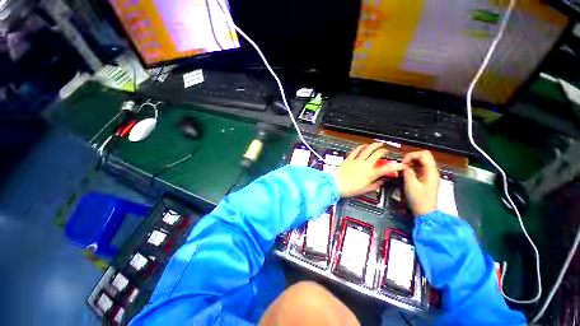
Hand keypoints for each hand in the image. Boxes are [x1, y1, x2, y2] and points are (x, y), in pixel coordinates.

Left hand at [333, 143, 406, 197]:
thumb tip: (382, 181)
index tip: (402, 164)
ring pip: (368, 149)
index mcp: (371, 173)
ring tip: (378, 144)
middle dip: (383, 151)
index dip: (396, 166)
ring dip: (374, 145)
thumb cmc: (351, 189)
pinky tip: (364, 145)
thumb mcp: (365, 190)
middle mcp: (365, 165)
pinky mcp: (349, 158)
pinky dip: (361, 147)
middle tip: (386, 150)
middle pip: (377, 154)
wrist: (336, 184)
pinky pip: (356, 150)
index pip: (387, 169)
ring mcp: (357, 160)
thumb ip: (375, 185)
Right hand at [402, 150, 439, 215]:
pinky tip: (405, 173)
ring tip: (402, 170)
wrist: (425, 212)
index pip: (424, 154)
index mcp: (431, 171)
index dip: (412, 155)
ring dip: (410, 163)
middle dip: (410, 158)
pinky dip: (411, 168)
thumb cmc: (419, 199)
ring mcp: (429, 175)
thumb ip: (407, 172)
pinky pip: (419, 168)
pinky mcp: (426, 179)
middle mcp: (432, 171)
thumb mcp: (410, 185)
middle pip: (423, 156)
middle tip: (401, 166)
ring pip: (421, 162)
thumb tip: (402, 165)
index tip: (402, 163)